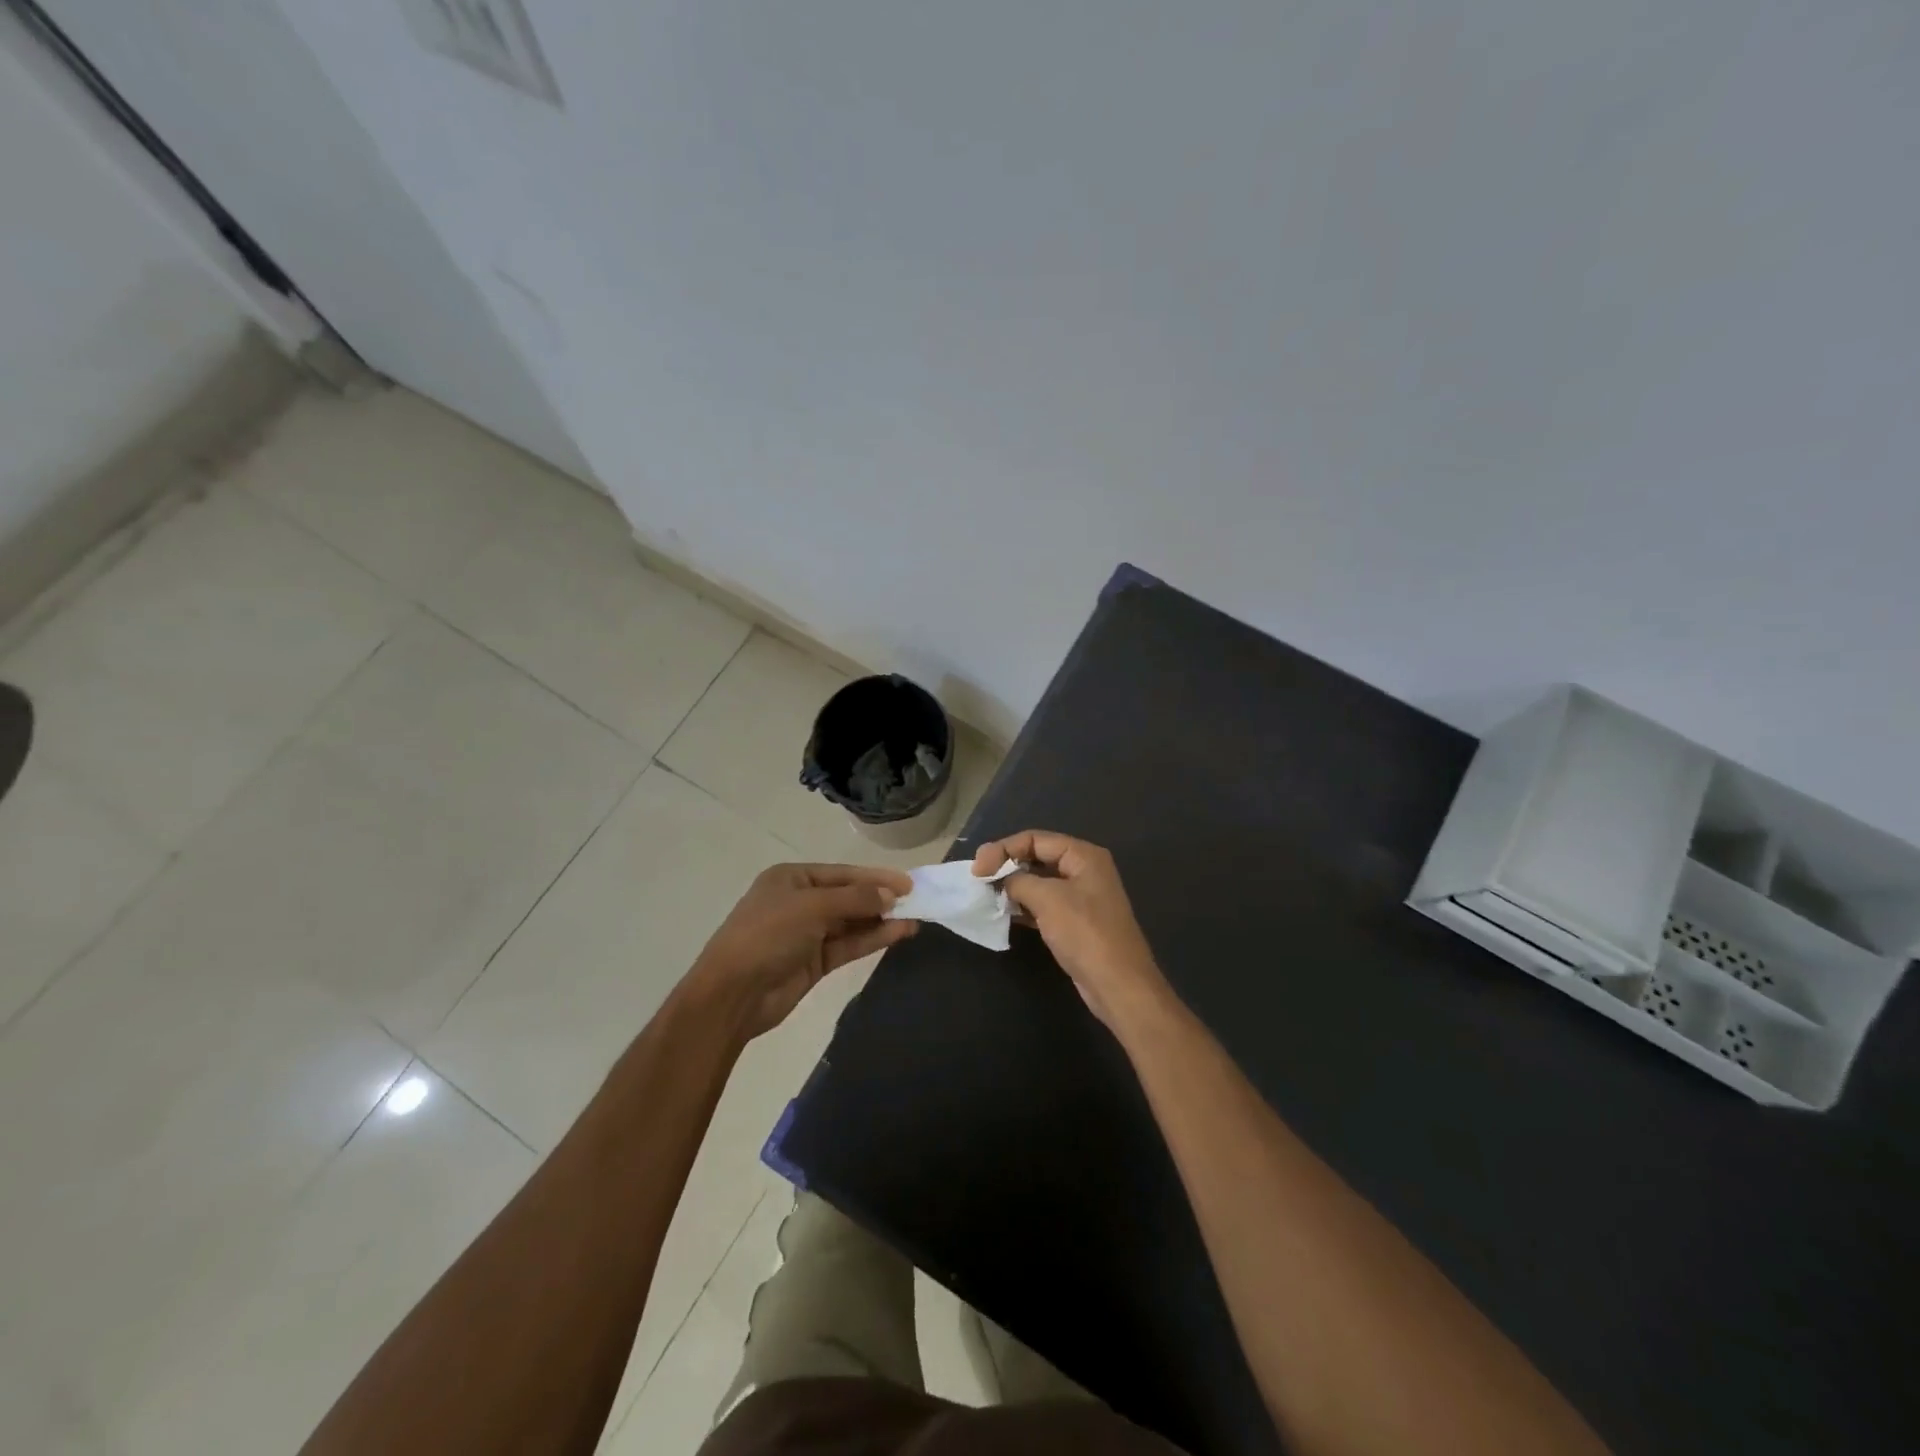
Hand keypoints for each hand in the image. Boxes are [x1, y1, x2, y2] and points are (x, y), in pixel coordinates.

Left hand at [689, 863, 916, 1039]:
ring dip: (881, 920)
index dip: (875, 877)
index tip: (908, 883)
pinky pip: (849, 945)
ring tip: (915, 918)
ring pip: (852, 922)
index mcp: (791, 879)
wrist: (732, 994)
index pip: (842, 873)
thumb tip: (890, 896)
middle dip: (880, 898)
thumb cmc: (768, 935)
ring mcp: (807, 933)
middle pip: (848, 896)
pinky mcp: (814, 962)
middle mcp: (800, 902)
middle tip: (917, 901)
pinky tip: (897, 934)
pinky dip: (872, 939)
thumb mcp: (812, 907)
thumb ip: (855, 899)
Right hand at [972, 831, 1169, 1028]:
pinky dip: (1023, 905)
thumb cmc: (1085, 934)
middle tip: (978, 878)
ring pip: (1039, 882)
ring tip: (986, 895)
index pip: (1035, 839)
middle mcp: (1084, 870)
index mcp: (1083, 855)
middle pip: (1037, 856)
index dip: (1003, 848)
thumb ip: (1019, 881)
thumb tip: (1002, 880)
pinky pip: (1044, 904)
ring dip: (1013, 886)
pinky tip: (1003, 913)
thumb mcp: (1048, 899)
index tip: (977, 869)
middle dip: (1007, 865)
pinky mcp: (1075, 921)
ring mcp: (1081, 897)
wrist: (1118, 985)